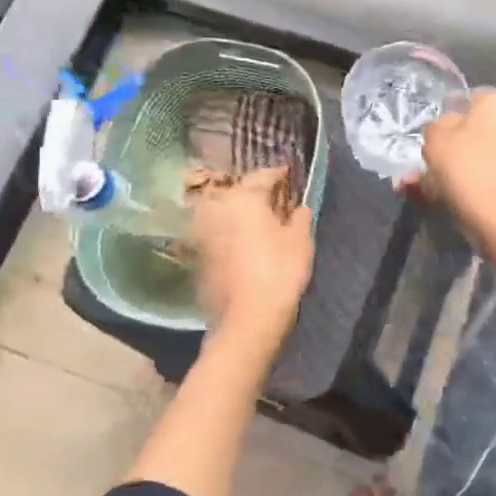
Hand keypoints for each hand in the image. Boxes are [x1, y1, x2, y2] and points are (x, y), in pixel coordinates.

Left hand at [187, 167, 312, 343]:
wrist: (247, 320)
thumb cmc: (279, 272)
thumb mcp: (300, 240)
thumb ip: (299, 217)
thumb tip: (297, 207)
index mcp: (242, 197)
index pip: (263, 176)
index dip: (279, 175)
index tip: (290, 176)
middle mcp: (215, 208)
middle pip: (237, 193)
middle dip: (254, 194)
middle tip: (274, 199)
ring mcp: (200, 233)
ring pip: (223, 214)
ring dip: (238, 214)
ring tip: (258, 222)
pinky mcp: (195, 257)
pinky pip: (216, 235)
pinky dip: (228, 235)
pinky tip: (243, 244)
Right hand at [403, 89, 495, 241]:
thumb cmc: (468, 166)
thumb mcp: (436, 139)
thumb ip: (436, 127)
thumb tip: (447, 128)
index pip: (470, 101)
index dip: (447, 120)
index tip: (432, 141)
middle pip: (477, 133)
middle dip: (448, 152)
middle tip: (423, 170)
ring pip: (481, 159)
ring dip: (454, 173)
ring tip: (423, 192)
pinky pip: (492, 178)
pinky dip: (471, 187)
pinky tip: (444, 202)